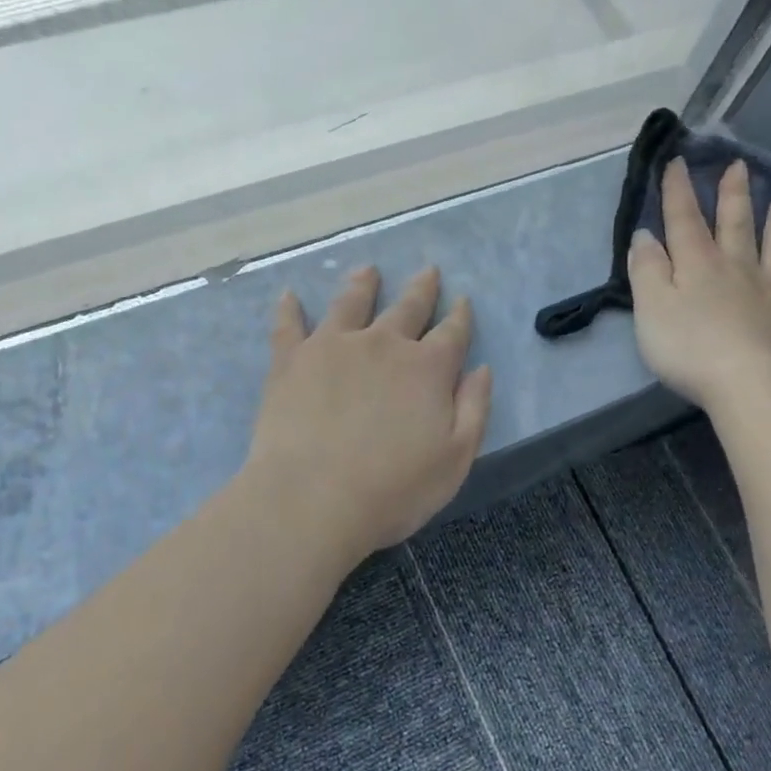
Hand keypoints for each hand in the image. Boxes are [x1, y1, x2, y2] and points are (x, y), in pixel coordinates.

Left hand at [246, 266, 492, 558]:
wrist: (313, 499)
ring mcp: (334, 346)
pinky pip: (289, 325)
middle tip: (428, 270)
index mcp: (427, 368)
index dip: (460, 315)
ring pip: (351, 303)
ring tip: (367, 270)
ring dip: (363, 284)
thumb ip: (474, 408)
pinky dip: (289, 308)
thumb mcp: (456, 458)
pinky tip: (289, 295)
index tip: (462, 300)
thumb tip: (481, 368)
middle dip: (422, 289)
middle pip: (408, 307)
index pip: (452, 333)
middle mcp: (383, 344)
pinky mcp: (292, 359)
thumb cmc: (394, 489)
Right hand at [627, 157, 770, 411]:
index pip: (685, 220)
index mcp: (699, 265)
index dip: (678, 190)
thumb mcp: (651, 309)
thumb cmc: (690, 350)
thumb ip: (647, 270)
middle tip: (738, 166)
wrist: (752, 386)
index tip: (678, 161)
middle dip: (734, 194)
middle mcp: (739, 269)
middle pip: (736, 225)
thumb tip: (646, 236)